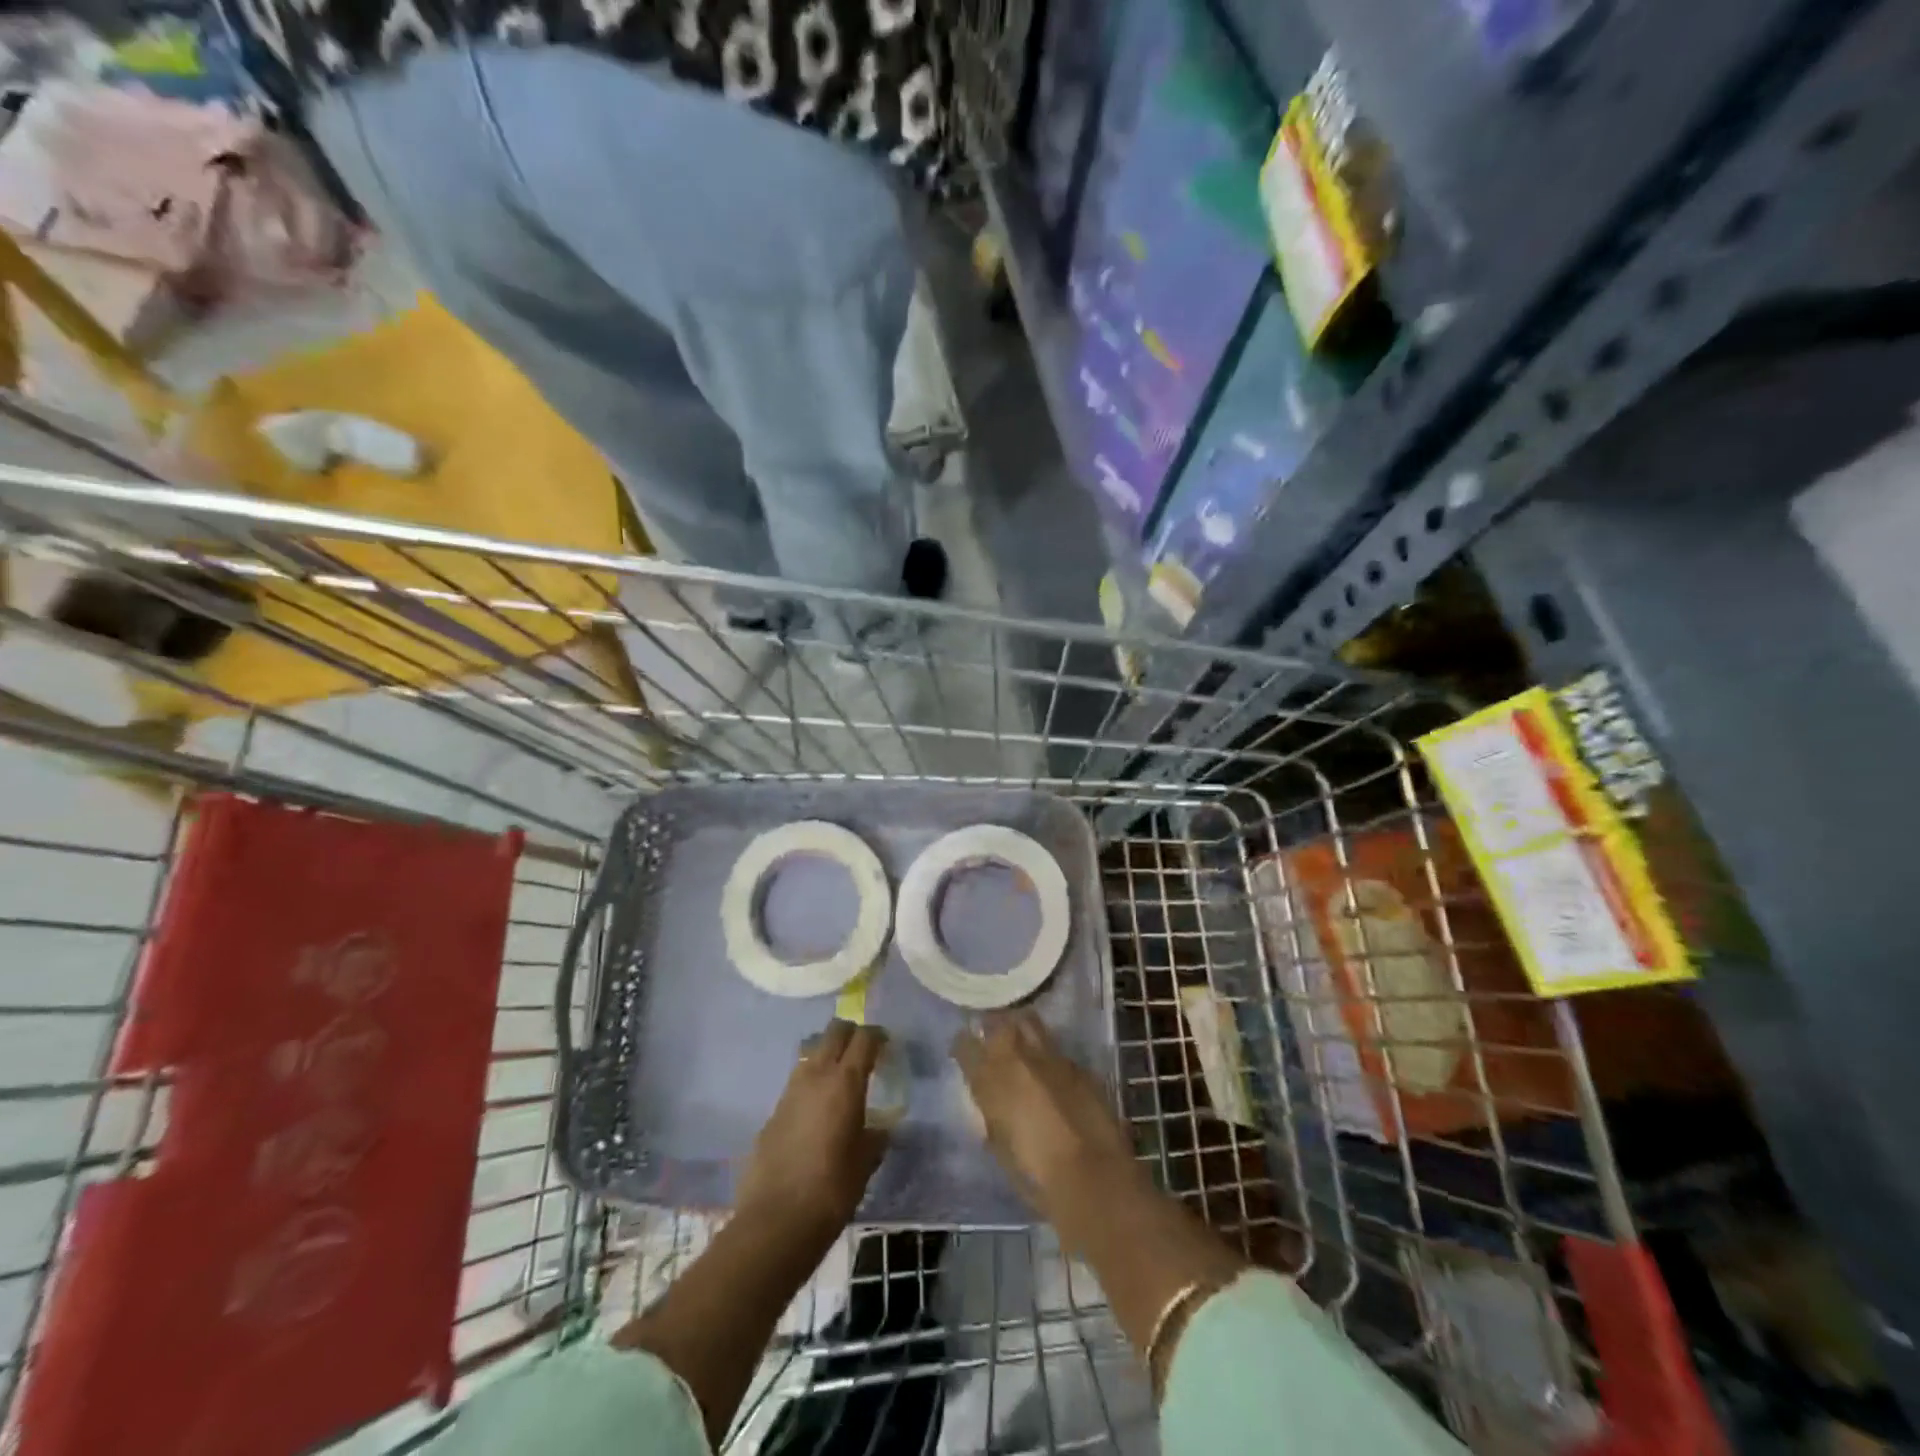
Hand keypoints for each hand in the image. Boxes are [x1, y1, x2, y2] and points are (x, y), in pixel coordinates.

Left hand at [736, 1020, 889, 1236]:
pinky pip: (797, 1081)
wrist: (776, 1220)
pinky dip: (811, 1083)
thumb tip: (879, 1128)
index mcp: (846, 1082)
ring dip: (828, 1055)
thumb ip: (875, 1136)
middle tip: (864, 1051)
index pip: (864, 1038)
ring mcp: (791, 1090)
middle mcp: (817, 1075)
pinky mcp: (773, 1110)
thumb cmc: (832, 1189)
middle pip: (834, 1032)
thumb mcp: (866, 1162)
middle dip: (851, 1034)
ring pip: (812, 1052)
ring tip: (840, 1079)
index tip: (886, 1044)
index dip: (877, 1036)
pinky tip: (817, 1109)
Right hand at [952, 1009, 1137, 1219]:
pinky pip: (1056, 1050)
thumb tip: (991, 1105)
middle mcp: (1018, 1058)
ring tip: (1021, 1044)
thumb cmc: (1036, 1176)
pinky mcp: (1078, 1066)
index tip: (963, 1051)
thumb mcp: (1000, 1148)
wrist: (1093, 1177)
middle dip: (993, 1027)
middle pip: (998, 1023)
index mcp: (990, 1079)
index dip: (963, 1046)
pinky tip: (1052, 1073)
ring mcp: (1051, 1057)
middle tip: (991, 1039)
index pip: (965, 1046)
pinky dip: (1049, 1056)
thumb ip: (991, 1117)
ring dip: (1021, 1030)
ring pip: (1029, 1023)